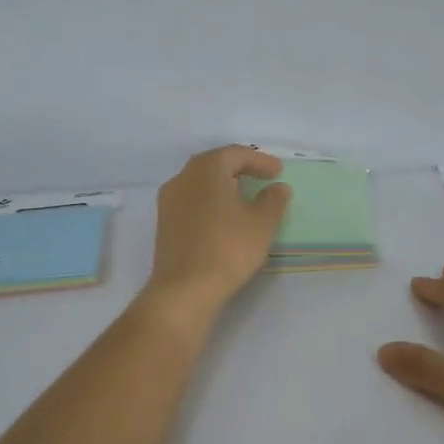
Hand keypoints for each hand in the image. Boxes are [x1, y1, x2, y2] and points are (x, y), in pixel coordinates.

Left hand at [142, 146, 291, 323]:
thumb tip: (278, 188)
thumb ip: (273, 201)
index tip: (279, 171)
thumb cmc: (227, 248)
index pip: (235, 154)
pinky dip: (210, 202)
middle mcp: (183, 178)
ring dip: (223, 185)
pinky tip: (223, 218)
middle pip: (214, 164)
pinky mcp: (164, 224)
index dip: (260, 160)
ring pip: (199, 183)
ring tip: (243, 197)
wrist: (184, 289)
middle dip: (239, 168)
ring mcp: (168, 202)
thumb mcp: (261, 224)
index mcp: (206, 170)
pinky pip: (191, 202)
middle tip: (261, 177)